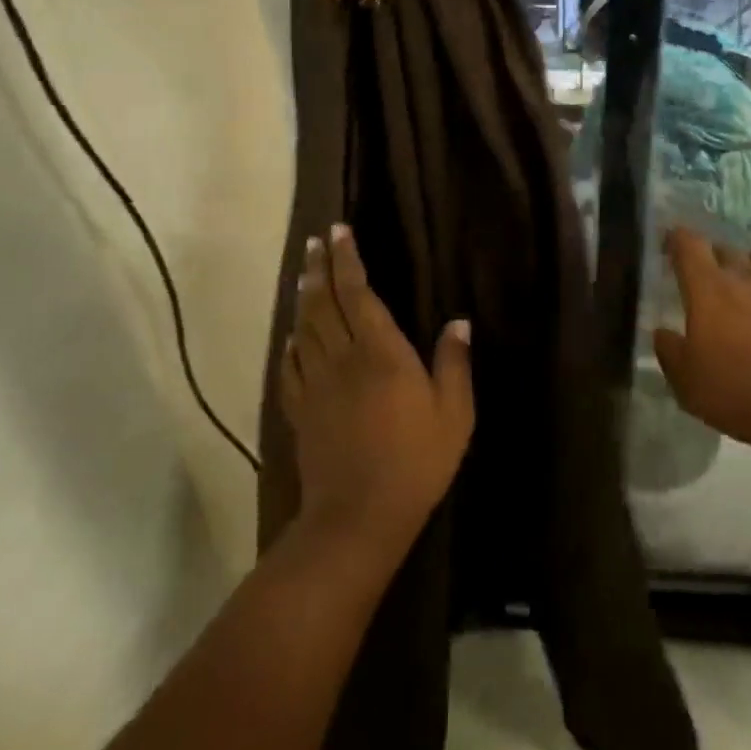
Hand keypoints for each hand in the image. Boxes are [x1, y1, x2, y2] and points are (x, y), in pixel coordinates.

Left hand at [281, 225, 473, 563]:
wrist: (358, 517)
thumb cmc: (416, 461)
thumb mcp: (454, 413)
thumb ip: (454, 363)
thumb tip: (459, 321)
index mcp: (380, 352)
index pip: (357, 293)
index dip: (347, 260)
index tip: (339, 232)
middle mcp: (342, 358)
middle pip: (323, 303)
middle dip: (320, 268)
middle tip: (316, 241)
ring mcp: (316, 385)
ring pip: (304, 328)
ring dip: (303, 296)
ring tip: (304, 273)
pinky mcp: (301, 410)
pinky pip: (291, 366)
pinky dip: (291, 343)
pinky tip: (293, 335)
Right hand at [654, 227, 750, 464]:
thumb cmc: (742, 394)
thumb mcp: (689, 385)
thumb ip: (669, 352)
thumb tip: (661, 331)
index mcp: (708, 290)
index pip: (688, 245)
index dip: (677, 238)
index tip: (671, 241)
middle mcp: (745, 275)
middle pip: (725, 249)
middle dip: (714, 258)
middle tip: (711, 279)